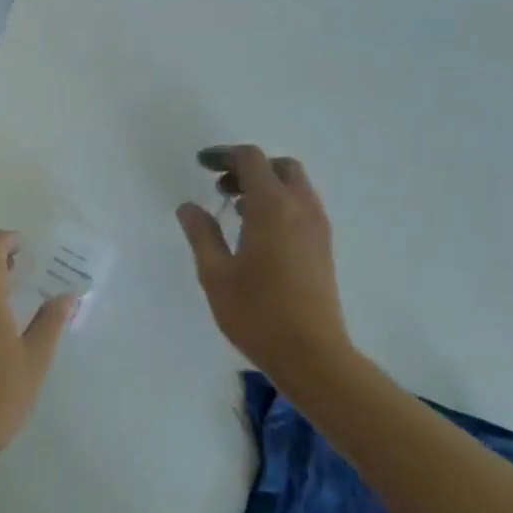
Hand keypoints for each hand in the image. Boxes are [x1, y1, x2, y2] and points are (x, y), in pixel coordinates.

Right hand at [176, 146, 352, 391]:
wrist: (314, 357)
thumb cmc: (258, 313)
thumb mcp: (216, 273)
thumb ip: (201, 234)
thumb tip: (190, 207)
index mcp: (272, 206)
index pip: (251, 159)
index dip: (224, 155)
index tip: (202, 165)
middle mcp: (300, 208)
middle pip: (280, 166)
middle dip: (249, 167)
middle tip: (221, 186)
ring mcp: (317, 228)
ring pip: (295, 186)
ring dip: (266, 185)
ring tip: (235, 208)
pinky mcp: (323, 248)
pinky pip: (302, 207)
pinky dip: (280, 203)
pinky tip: (257, 232)